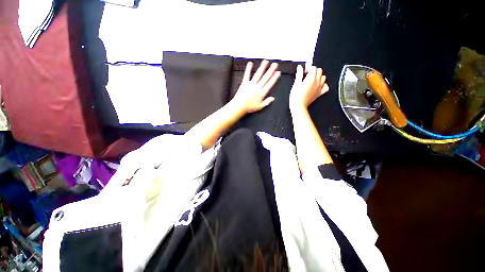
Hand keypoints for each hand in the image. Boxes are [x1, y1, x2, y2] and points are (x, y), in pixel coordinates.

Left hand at [231, 60, 280, 113]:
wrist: (239, 106)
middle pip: (265, 78)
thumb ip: (267, 102)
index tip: (278, 72)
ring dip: (262, 68)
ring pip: (258, 75)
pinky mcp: (244, 83)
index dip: (274, 78)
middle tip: (275, 64)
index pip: (269, 84)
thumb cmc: (249, 107)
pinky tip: (250, 63)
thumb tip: (273, 98)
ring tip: (266, 61)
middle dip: (270, 70)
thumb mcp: (260, 107)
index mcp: (261, 93)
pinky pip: (247, 75)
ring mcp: (251, 84)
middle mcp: (257, 87)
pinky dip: (248, 69)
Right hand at [289, 65, 328, 109]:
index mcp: (311, 78)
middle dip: (314, 71)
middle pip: (320, 71)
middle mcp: (317, 82)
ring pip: (324, 77)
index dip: (308, 68)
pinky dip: (323, 85)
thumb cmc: (296, 96)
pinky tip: (318, 85)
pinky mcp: (320, 93)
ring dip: (319, 77)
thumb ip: (299, 74)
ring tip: (312, 80)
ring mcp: (319, 87)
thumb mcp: (296, 83)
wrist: (298, 105)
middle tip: (307, 75)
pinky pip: (326, 86)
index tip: (304, 71)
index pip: (313, 68)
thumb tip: (300, 67)